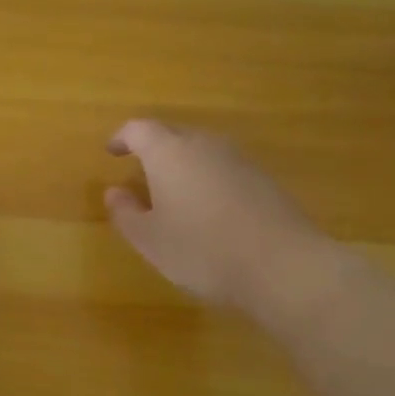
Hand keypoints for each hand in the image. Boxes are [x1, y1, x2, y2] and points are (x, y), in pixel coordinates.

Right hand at [104, 120, 327, 314]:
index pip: (139, 129)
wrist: (282, 266)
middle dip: (154, 149)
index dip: (122, 138)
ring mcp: (239, 159)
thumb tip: (115, 192)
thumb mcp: (150, 240)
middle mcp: (204, 144)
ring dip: (184, 165)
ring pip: (202, 151)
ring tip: (175, 193)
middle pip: (173, 134)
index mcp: (169, 152)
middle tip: (141, 173)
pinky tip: (211, 210)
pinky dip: (210, 180)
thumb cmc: (202, 250)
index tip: (112, 151)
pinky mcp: (265, 179)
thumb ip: (126, 213)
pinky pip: (226, 169)